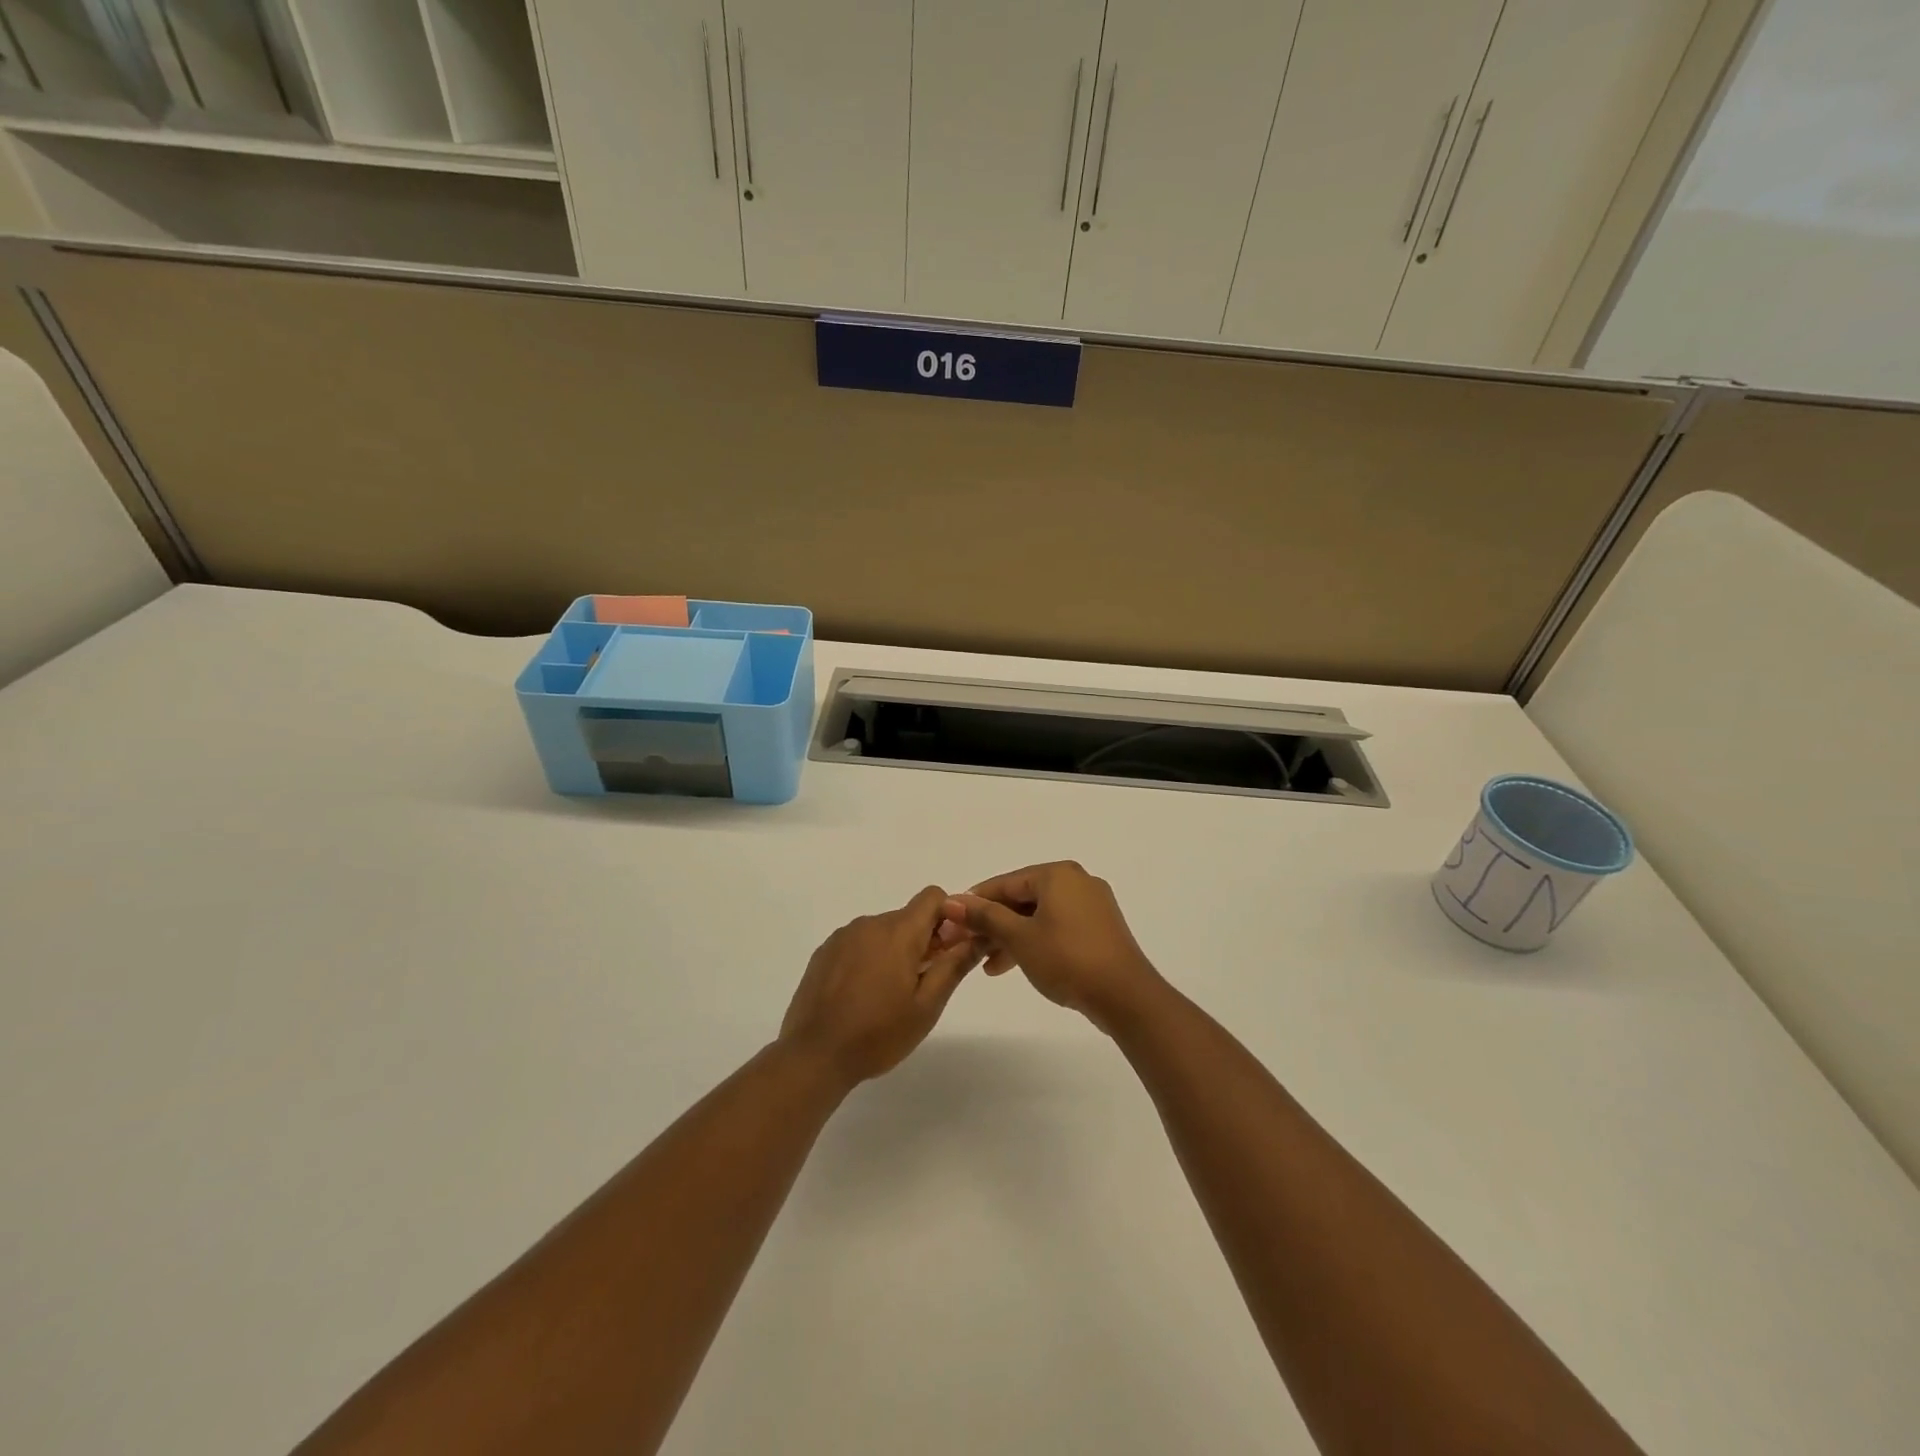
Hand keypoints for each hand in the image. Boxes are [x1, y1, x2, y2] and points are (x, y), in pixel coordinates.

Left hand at [779, 886, 979, 1087]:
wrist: (814, 1056)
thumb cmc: (878, 1034)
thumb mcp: (926, 1006)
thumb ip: (954, 966)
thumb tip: (977, 936)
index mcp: (898, 932)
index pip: (932, 897)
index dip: (948, 917)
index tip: (948, 950)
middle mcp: (869, 924)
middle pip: (908, 917)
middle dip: (922, 941)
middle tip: (922, 984)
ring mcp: (843, 936)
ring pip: (882, 931)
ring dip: (895, 951)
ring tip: (889, 995)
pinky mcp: (824, 952)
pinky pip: (858, 943)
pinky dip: (869, 958)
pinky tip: (862, 995)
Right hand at [941, 862, 1165, 1032]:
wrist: (1125, 996)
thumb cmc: (1067, 958)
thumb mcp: (1019, 938)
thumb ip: (985, 917)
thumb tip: (951, 901)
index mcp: (1057, 874)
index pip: (1005, 883)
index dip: (975, 903)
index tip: (951, 923)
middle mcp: (1076, 881)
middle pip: (1022, 899)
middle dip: (992, 925)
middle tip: (966, 948)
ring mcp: (1092, 905)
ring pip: (1039, 916)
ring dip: (1011, 937)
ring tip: (988, 966)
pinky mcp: (1100, 929)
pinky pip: (1057, 928)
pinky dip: (1035, 942)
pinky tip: (1018, 965)